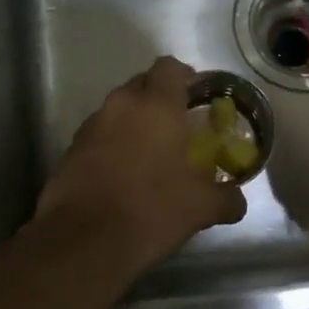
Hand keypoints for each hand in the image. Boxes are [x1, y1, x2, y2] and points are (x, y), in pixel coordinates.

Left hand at [33, 56, 247, 280]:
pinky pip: (99, 136)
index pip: (169, 67)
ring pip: (118, 111)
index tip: (197, 96)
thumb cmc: (151, 210)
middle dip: (160, 100)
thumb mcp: (201, 208)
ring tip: (152, 155)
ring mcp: (91, 126)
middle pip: (142, 85)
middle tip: (179, 127)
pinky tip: (125, 175)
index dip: (185, 76)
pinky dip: (113, 146)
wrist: (84, 241)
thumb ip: (227, 198)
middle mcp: (120, 105)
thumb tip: (237, 200)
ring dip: (134, 124)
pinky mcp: (70, 150)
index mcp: (156, 106)